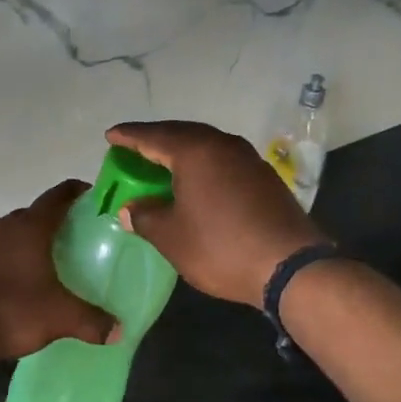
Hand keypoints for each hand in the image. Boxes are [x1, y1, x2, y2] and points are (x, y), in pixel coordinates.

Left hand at [0, 180, 115, 361]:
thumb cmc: (10, 312)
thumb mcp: (59, 318)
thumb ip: (92, 321)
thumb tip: (119, 330)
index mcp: (30, 227)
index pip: (59, 195)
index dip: (79, 193)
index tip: (96, 201)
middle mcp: (3, 226)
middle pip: (36, 214)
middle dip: (57, 222)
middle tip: (80, 241)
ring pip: (13, 232)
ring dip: (31, 241)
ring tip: (51, 263)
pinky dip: (10, 257)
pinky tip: (19, 282)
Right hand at [107, 120, 327, 308]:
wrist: (290, 267)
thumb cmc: (220, 248)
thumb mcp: (171, 237)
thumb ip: (145, 217)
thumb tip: (130, 209)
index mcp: (195, 151)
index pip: (152, 136)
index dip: (128, 137)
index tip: (110, 136)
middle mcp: (223, 145)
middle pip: (181, 134)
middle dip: (155, 140)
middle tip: (133, 149)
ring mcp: (248, 159)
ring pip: (205, 146)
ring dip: (180, 152)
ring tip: (161, 164)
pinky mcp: (264, 178)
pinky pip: (222, 161)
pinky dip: (202, 166)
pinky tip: (195, 183)